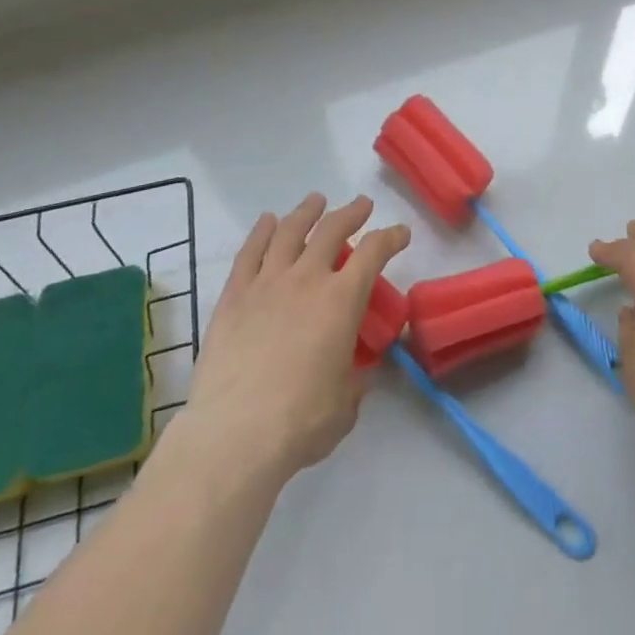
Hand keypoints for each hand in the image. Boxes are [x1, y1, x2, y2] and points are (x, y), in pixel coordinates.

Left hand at [187, 193, 410, 481]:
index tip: (400, 233)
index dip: (391, 238)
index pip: (374, 253)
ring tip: (315, 201)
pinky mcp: (234, 296)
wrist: (235, 433)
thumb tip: (359, 372)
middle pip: (332, 229)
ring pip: (290, 231)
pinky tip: (268, 221)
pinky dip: (262, 232)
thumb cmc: (300, 422)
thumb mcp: (345, 405)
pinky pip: (250, 252)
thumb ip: (355, 380)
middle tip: (361, 205)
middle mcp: (307, 278)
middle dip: (351, 213)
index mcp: (341, 300)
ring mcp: (267, 282)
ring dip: (307, 212)